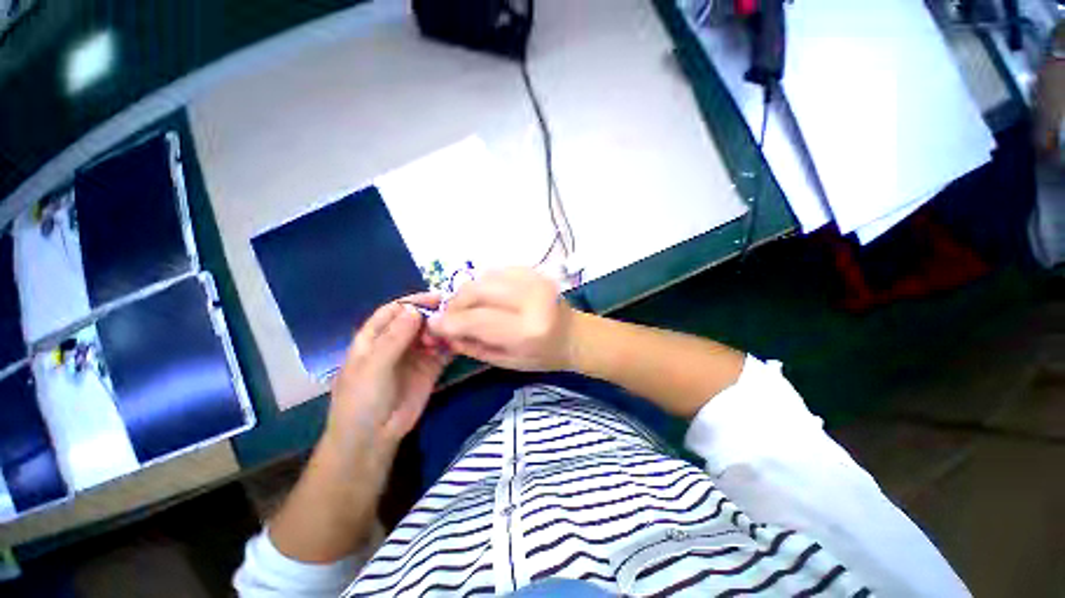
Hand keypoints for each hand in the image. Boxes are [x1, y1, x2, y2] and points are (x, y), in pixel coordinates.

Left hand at [270, 294, 449, 562]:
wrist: (372, 438)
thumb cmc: (362, 400)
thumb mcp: (373, 367)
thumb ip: (393, 339)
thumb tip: (414, 310)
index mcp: (375, 337)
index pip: (395, 310)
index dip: (414, 301)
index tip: (437, 297)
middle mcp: (396, 341)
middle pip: (417, 319)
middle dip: (434, 313)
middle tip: (456, 311)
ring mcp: (415, 355)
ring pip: (432, 333)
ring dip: (445, 329)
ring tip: (460, 326)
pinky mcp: (430, 368)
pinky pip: (443, 351)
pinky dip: (452, 344)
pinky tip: (463, 340)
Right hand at [428, 268, 576, 371]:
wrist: (574, 335)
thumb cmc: (542, 356)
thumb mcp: (506, 361)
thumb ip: (472, 346)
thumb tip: (441, 330)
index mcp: (527, 329)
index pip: (476, 319)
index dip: (449, 322)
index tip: (433, 325)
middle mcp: (531, 299)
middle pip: (476, 291)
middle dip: (455, 303)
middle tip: (449, 315)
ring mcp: (534, 280)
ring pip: (483, 277)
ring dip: (467, 292)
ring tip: (466, 307)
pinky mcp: (533, 271)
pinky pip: (496, 271)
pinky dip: (483, 283)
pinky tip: (485, 297)